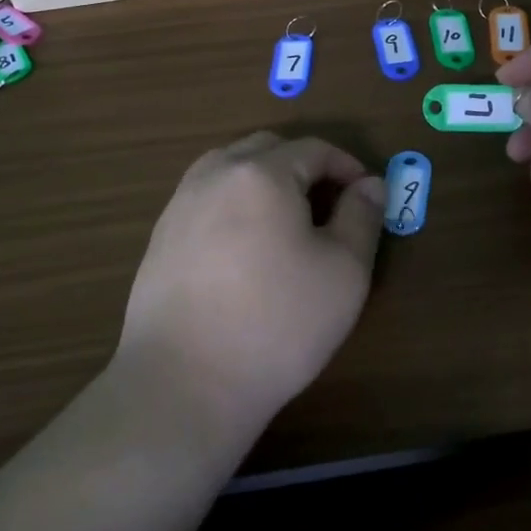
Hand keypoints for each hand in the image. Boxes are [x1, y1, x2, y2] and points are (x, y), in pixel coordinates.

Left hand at [116, 133, 385, 436]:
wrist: (183, 382)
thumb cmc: (277, 322)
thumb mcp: (344, 271)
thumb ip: (363, 217)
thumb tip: (370, 184)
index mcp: (262, 173)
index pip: (313, 149)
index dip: (346, 166)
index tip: (365, 196)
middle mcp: (215, 174)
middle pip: (267, 148)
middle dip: (303, 165)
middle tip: (328, 205)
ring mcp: (180, 204)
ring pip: (230, 168)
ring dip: (265, 180)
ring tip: (286, 222)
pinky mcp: (160, 237)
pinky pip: (206, 199)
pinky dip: (233, 204)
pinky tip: (244, 248)